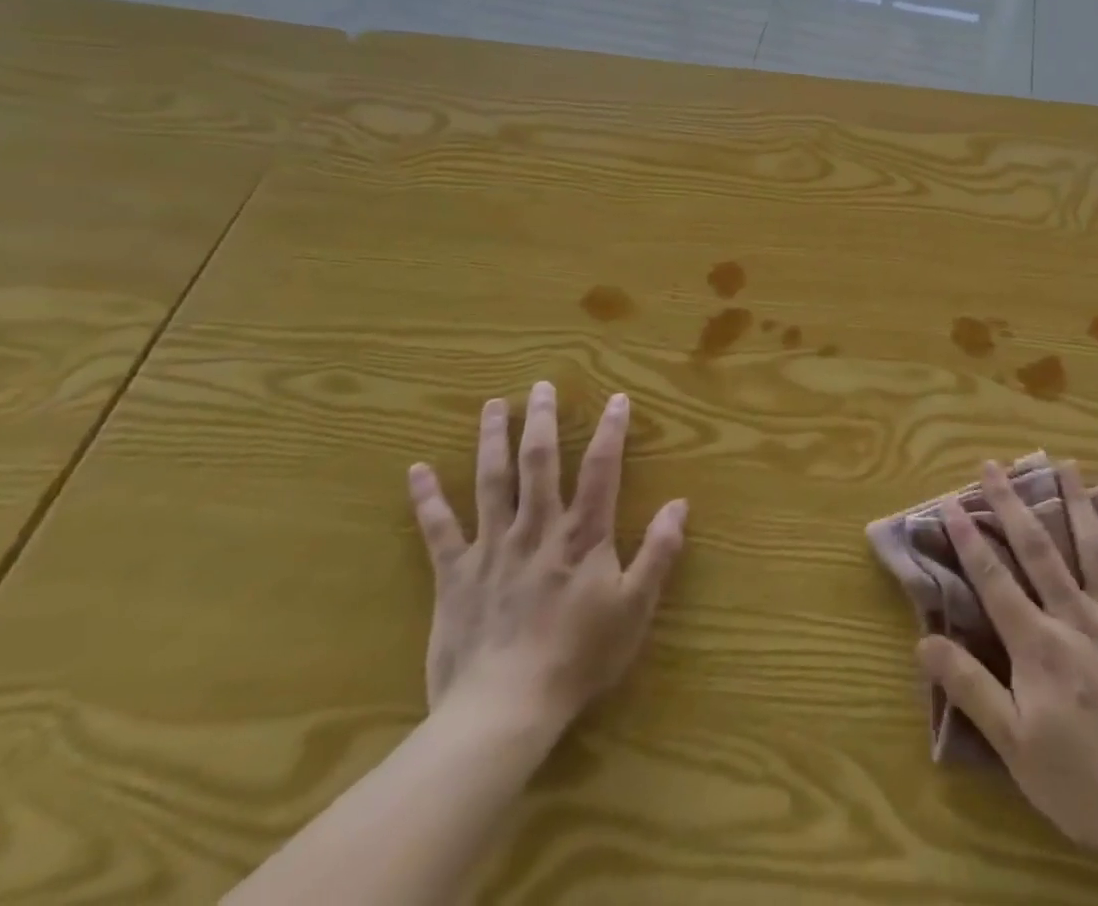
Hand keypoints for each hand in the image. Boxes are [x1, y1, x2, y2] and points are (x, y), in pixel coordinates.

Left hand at [407, 384, 685, 741]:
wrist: (504, 711)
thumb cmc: (578, 658)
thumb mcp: (635, 608)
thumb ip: (658, 553)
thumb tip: (680, 504)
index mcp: (582, 535)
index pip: (602, 469)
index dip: (611, 431)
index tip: (617, 399)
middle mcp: (537, 528)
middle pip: (540, 462)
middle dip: (542, 420)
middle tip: (542, 386)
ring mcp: (492, 548)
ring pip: (491, 482)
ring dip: (492, 440)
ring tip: (493, 406)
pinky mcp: (454, 575)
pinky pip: (438, 530)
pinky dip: (427, 499)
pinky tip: (417, 470)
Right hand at [917, 459, 1097, 871]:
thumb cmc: (1081, 782)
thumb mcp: (1013, 745)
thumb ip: (970, 687)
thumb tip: (924, 641)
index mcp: (1038, 643)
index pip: (993, 577)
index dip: (968, 537)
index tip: (951, 500)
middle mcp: (1075, 616)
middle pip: (1039, 548)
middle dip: (1013, 503)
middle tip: (995, 464)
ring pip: (1094, 548)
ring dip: (1076, 503)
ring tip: (1065, 465)